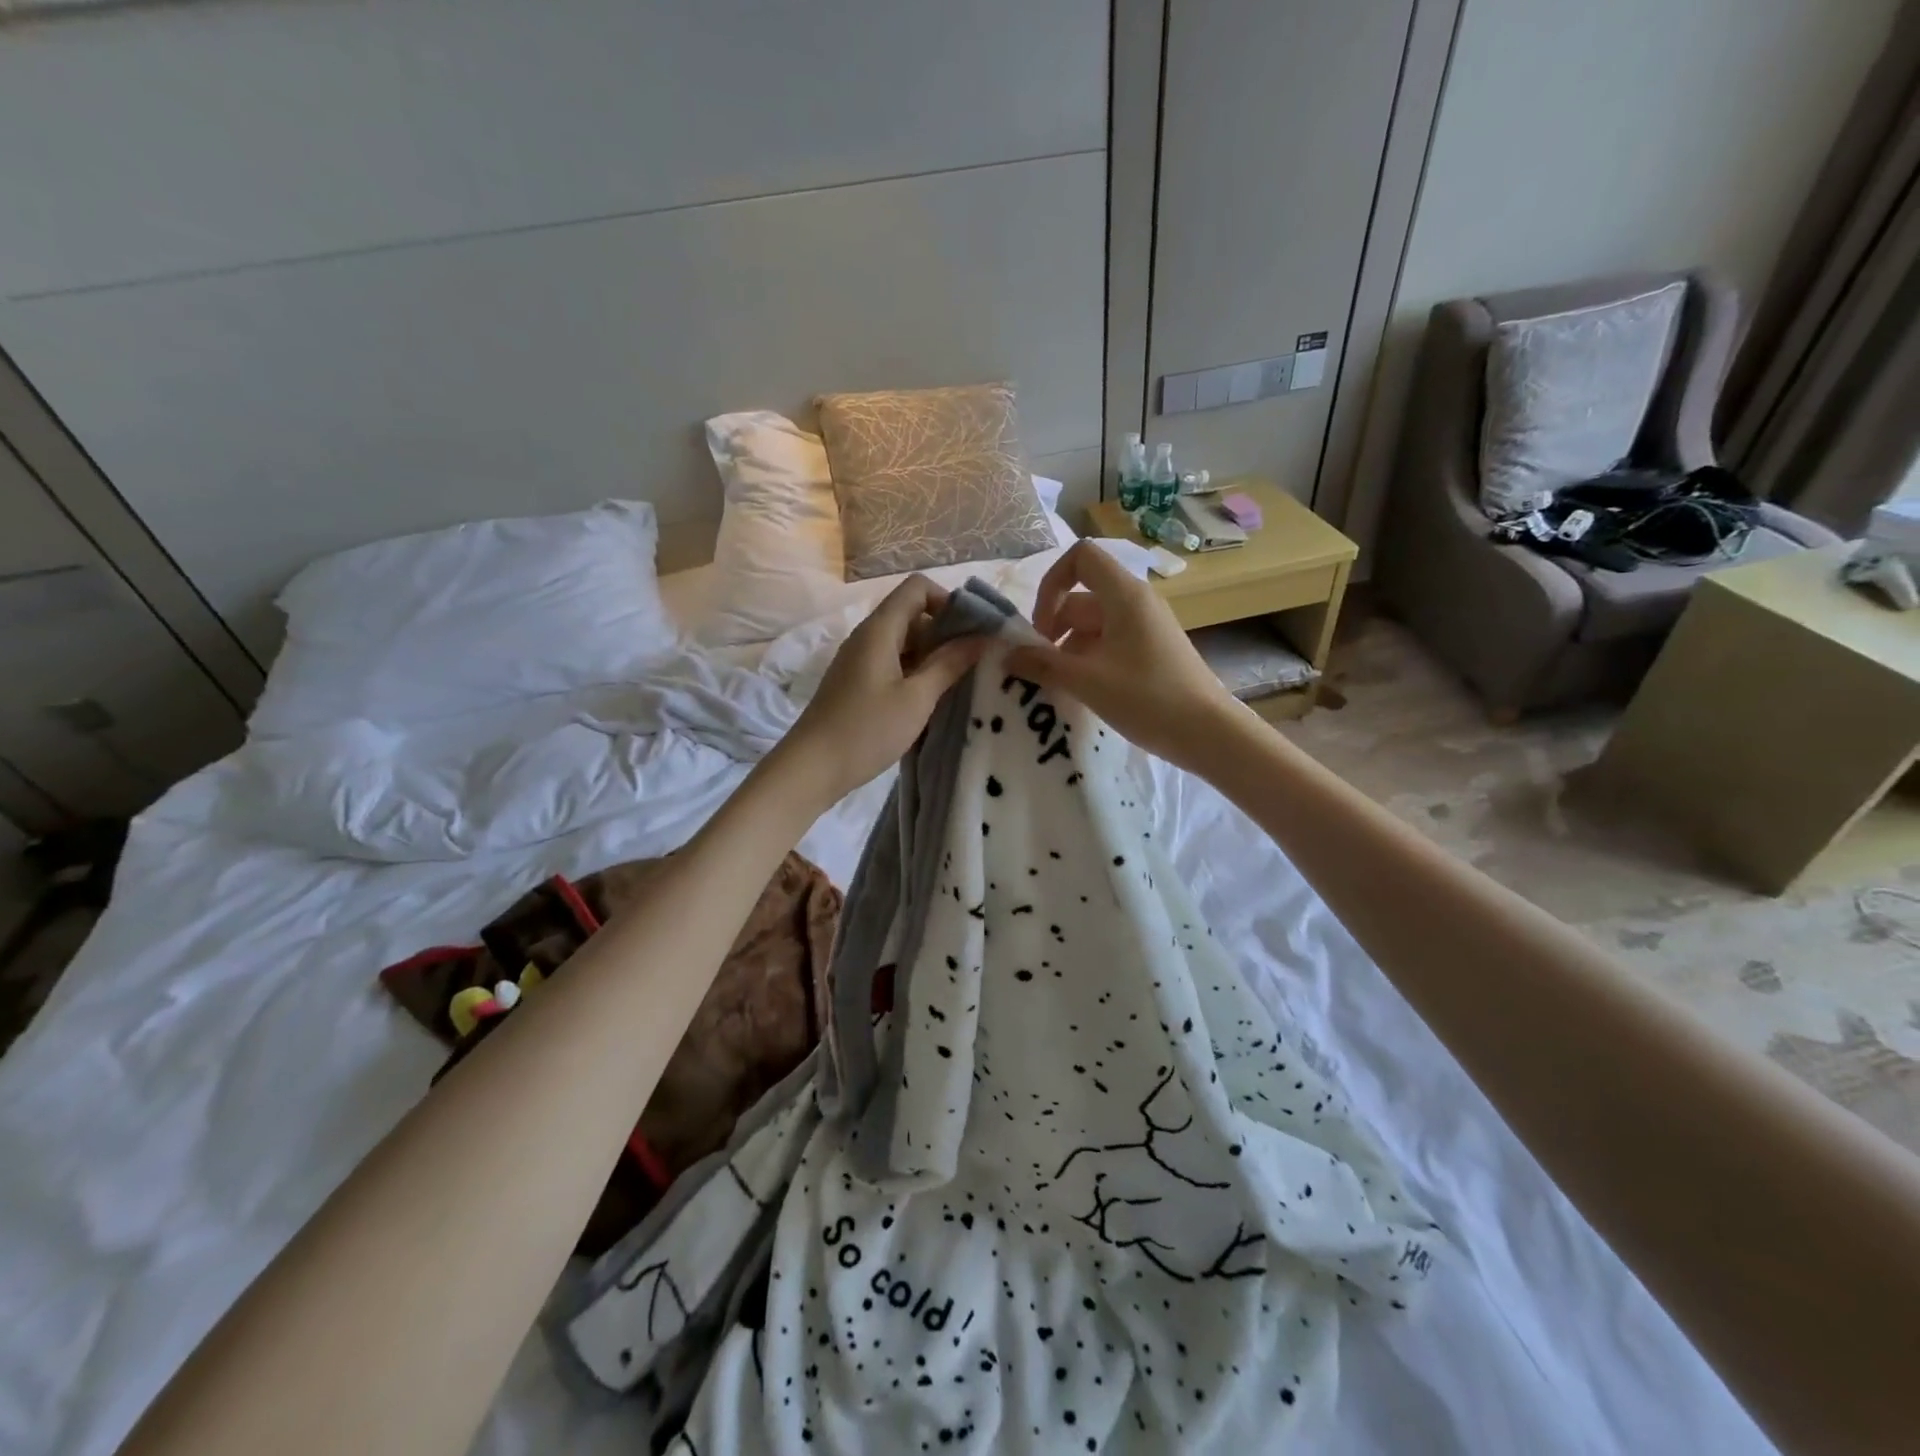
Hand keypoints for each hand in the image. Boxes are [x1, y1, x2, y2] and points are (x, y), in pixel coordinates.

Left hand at [771, 576, 986, 808]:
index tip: (972, 632)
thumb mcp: (917, 698)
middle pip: (913, 614)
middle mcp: (868, 636)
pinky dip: (916, 673)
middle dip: (947, 632)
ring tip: (961, 682)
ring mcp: (860, 660)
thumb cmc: (867, 730)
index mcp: (880, 629)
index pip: (917, 588)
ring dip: (934, 656)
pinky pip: (894, 664)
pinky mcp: (857, 683)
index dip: (949, 600)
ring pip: (905, 642)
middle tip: (976, 662)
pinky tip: (932, 699)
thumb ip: (950, 664)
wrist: (811, 768)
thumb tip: (984, 638)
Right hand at [1003, 540, 1241, 773]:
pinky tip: (1081, 692)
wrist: (1208, 732)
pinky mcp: (1151, 651)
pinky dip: (1088, 661)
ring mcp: (1145, 627)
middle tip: (1039, 667)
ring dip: (1068, 650)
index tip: (1040, 626)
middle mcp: (1135, 602)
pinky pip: (1109, 644)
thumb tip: (1006, 655)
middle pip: (1081, 598)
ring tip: (1057, 686)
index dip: (1052, 583)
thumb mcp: (1086, 681)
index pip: (1080, 557)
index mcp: (1124, 595)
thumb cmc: (1147, 698)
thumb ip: (1042, 664)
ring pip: (1092, 625)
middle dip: (1053, 628)